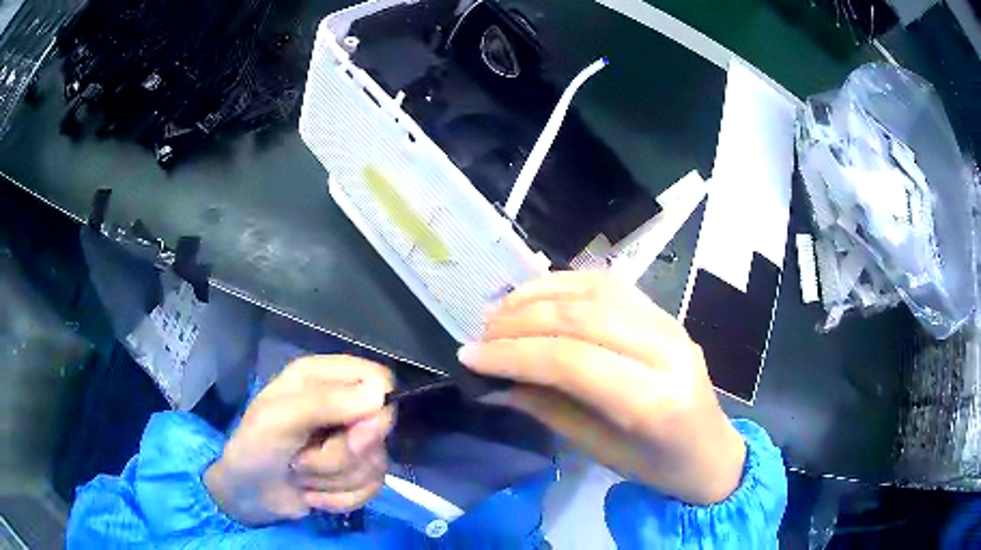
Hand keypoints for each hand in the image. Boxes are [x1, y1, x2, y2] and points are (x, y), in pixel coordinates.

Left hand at [204, 356, 393, 525]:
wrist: (248, 494)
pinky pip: (372, 488)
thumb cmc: (255, 447)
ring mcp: (351, 441)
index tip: (352, 433)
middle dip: (341, 456)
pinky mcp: (356, 473)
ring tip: (300, 473)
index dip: (375, 408)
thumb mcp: (280, 419)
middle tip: (302, 459)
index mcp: (322, 378)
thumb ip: (326, 403)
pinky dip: (340, 498)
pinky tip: (313, 494)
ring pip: (376, 463)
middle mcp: (342, 406)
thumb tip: (380, 395)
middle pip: (379, 430)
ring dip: (333, 479)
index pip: (377, 379)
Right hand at [459, 271, 744, 504]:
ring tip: (500, 309)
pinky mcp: (666, 314)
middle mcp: (667, 351)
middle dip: (520, 321)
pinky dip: (567, 284)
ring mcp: (670, 324)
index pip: (572, 361)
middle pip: (582, 318)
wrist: (711, 452)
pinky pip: (611, 286)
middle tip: (481, 332)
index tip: (469, 355)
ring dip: (540, 295)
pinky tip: (538, 295)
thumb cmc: (657, 466)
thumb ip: (548, 409)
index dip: (513, 354)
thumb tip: (494, 383)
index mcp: (654, 400)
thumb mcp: (598, 451)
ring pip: (595, 292)